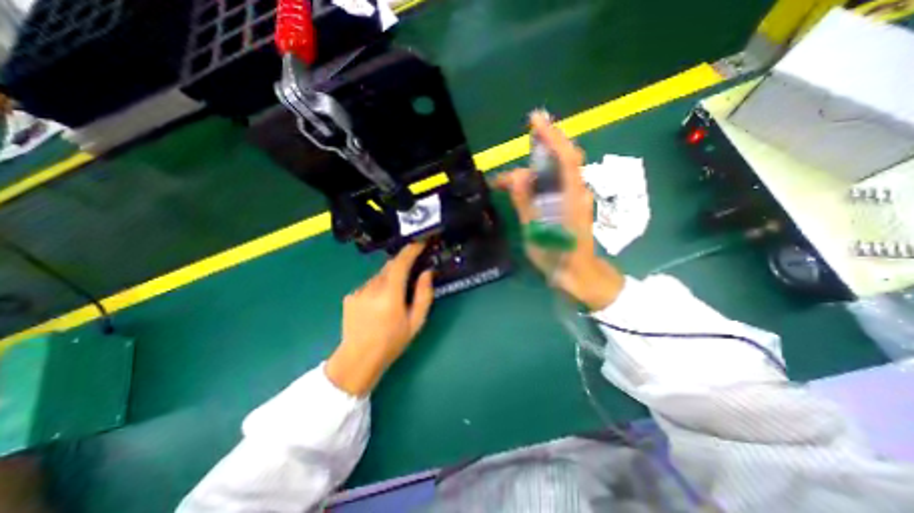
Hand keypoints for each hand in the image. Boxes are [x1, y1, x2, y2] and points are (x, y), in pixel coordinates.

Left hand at [325, 241, 434, 396]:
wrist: (358, 359)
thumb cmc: (392, 342)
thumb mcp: (415, 322)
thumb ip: (424, 295)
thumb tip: (427, 273)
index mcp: (390, 295)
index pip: (400, 263)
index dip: (411, 250)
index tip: (420, 243)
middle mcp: (372, 288)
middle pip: (390, 266)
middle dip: (402, 265)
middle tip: (412, 274)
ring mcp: (358, 291)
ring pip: (380, 276)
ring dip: (390, 279)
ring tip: (394, 298)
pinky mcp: (350, 296)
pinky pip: (370, 284)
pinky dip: (379, 287)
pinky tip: (378, 305)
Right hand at [497, 112, 623, 309]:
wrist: (577, 273)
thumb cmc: (557, 256)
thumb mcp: (535, 231)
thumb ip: (526, 202)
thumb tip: (515, 176)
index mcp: (570, 196)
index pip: (565, 156)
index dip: (551, 136)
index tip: (535, 120)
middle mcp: (576, 191)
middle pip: (560, 160)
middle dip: (537, 152)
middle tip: (509, 165)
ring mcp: (575, 197)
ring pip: (555, 172)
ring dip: (532, 170)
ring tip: (506, 183)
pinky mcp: (571, 204)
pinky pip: (554, 183)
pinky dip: (537, 180)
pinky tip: (523, 189)